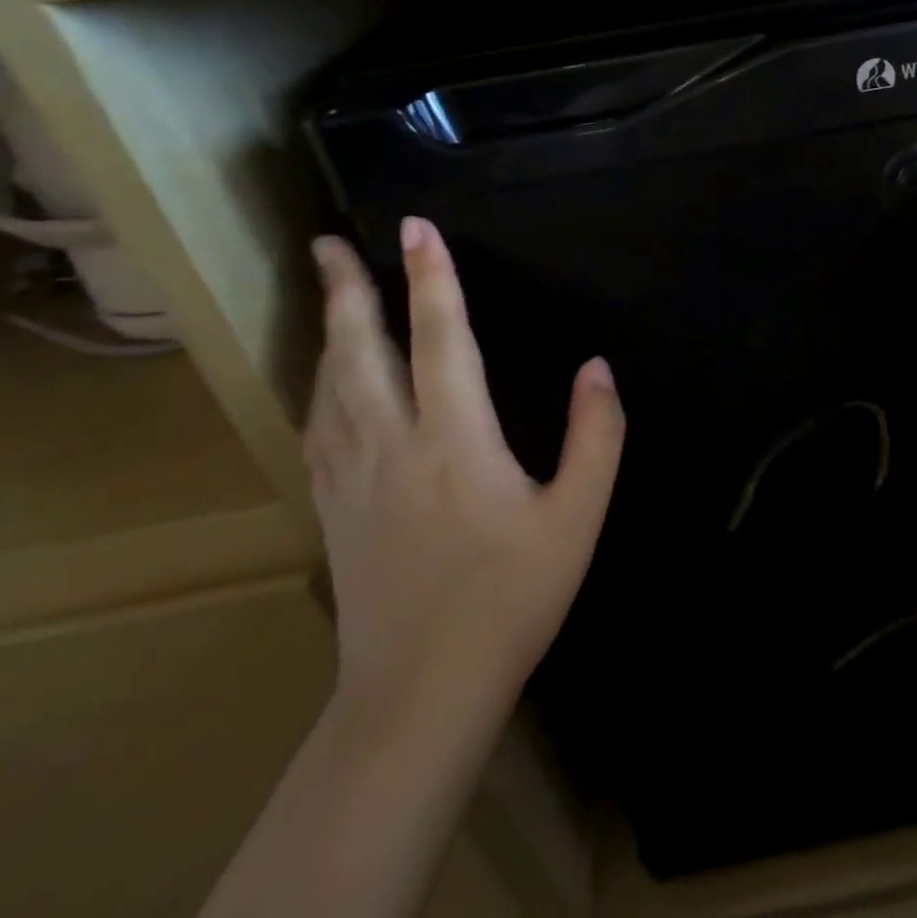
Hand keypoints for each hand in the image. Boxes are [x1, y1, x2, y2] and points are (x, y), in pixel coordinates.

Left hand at [304, 217, 624, 723]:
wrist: (421, 690)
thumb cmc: (512, 596)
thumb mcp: (578, 517)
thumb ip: (596, 436)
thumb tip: (599, 368)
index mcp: (456, 440)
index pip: (442, 337)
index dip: (433, 277)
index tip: (417, 227)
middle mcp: (393, 444)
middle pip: (360, 351)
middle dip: (347, 290)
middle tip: (328, 242)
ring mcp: (352, 477)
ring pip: (329, 385)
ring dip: (328, 330)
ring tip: (327, 293)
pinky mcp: (333, 508)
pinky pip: (318, 427)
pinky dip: (318, 385)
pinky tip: (322, 380)